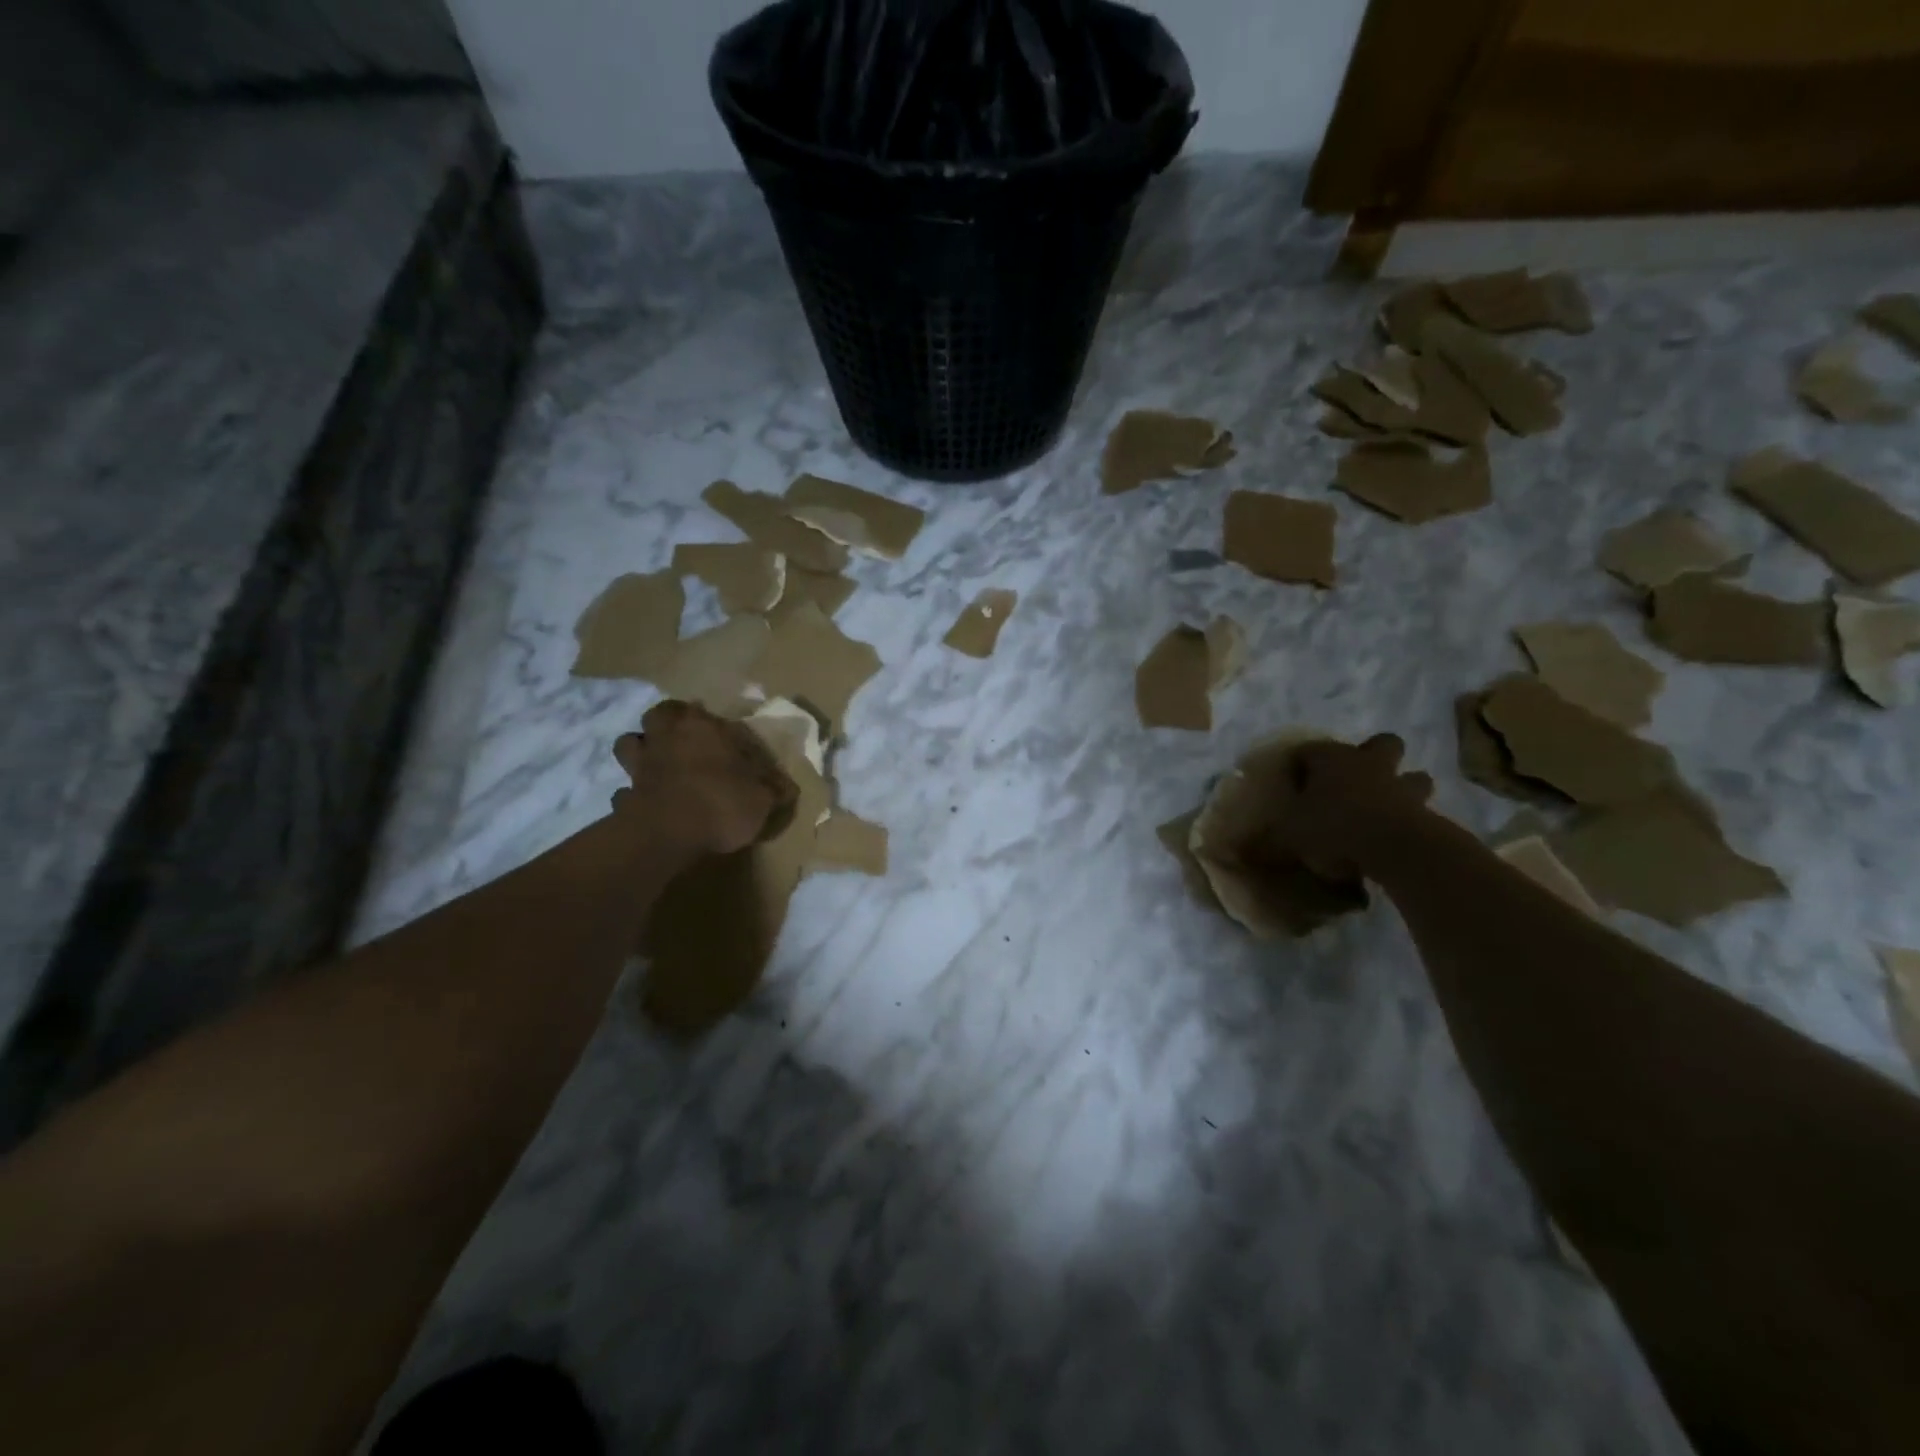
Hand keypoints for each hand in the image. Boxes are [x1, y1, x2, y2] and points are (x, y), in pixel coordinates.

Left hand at [611, 700, 798, 857]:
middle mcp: (668, 737)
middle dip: (668, 722)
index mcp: (703, 728)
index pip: (707, 712)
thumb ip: (774, 790)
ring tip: (657, 764)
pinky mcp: (625, 794)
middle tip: (683, 738)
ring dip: (641, 749)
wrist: (667, 834)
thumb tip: (788, 787)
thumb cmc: (721, 803)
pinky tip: (644, 802)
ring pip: (630, 743)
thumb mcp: (763, 799)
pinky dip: (632, 793)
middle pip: (660, 715)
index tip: (725, 737)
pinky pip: (624, 788)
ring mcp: (641, 765)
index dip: (714, 723)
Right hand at [1245, 734, 1433, 882]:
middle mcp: (1368, 764)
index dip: (1299, 764)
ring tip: (1386, 809)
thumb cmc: (1332, 828)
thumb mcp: (1284, 837)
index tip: (1292, 784)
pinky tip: (1396, 839)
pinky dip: (1411, 821)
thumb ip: (1262, 842)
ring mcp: (1401, 787)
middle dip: (1373, 756)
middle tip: (1356, 781)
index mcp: (1330, 759)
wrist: (1396, 849)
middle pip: (1381, 744)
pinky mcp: (1427, 813)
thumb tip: (1233, 851)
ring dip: (1402, 787)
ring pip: (1412, 776)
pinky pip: (1421, 811)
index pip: (1308, 750)